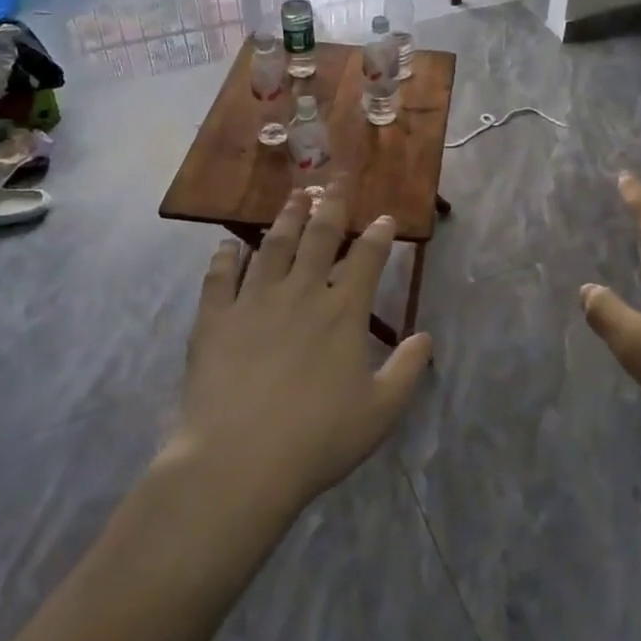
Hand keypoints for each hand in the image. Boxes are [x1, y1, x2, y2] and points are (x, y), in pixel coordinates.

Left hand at [167, 182, 431, 512]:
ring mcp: (254, 302)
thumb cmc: (318, 439)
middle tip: (337, 179)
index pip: (366, 259)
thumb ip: (408, 369)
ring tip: (295, 195)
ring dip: (286, 217)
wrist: (239, 461)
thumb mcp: (381, 411)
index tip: (384, 217)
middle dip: (332, 205)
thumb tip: (425, 336)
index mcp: (343, 312)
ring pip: (273, 246)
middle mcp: (301, 293)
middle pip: (319, 237)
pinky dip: (226, 257)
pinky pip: (219, 277)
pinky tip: (229, 244)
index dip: (378, 234)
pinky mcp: (214, 319)